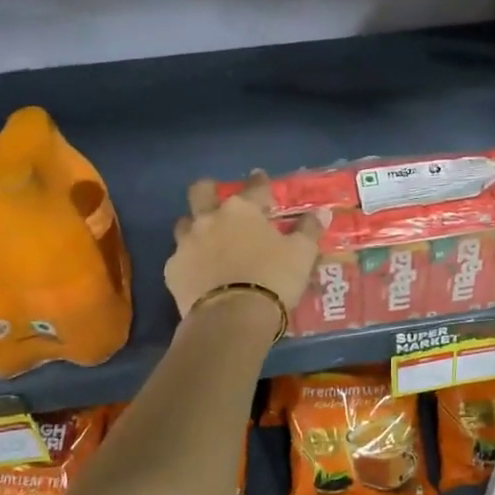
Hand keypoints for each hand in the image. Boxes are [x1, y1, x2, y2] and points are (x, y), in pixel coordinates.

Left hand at [165, 173, 327, 318]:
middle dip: (209, 190)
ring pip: (184, 224)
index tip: (260, 177)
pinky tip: (199, 274)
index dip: (260, 181)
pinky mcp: (173, 271)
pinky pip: (179, 259)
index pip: (254, 187)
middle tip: (219, 200)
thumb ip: (309, 230)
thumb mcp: (301, 254)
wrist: (232, 317)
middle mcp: (210, 219)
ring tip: (207, 240)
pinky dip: (190, 262)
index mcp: (242, 210)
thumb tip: (321, 213)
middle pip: (201, 192)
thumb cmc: (273, 278)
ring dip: (195, 227)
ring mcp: (187, 244)